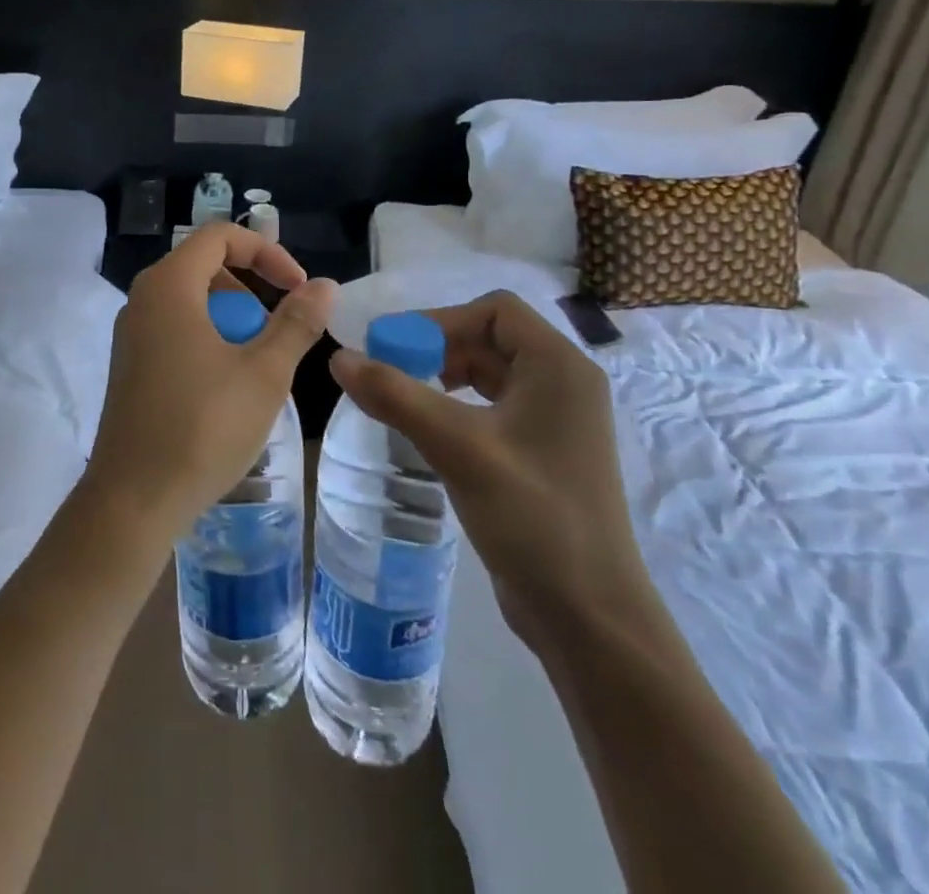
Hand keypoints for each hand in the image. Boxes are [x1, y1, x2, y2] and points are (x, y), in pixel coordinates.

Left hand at [80, 223, 335, 552]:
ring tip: (258, 361)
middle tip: (278, 329)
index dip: (267, 252)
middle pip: (203, 264)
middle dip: (250, 286)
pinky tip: (227, 384)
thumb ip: (297, 323)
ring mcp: (131, 333)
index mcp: (169, 286)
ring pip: (189, 299)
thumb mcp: (264, 373)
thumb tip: (325, 286)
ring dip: (230, 315)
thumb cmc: (203, 427)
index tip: (298, 288)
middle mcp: (142, 299)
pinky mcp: (129, 363)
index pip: (219, 236)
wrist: (133, 498)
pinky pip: (173, 328)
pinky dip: (207, 337)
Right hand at [329, 291, 654, 646]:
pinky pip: (494, 407)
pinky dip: (457, 406)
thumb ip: (396, 396)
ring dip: (444, 376)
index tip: (397, 349)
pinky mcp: (544, 453)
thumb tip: (339, 357)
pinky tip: (430, 431)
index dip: (441, 321)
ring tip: (404, 400)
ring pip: (490, 373)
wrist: (589, 617)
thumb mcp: (458, 447)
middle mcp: (564, 383)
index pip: (495, 310)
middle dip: (437, 349)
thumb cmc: (533, 517)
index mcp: (559, 367)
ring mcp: (557, 421)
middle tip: (389, 374)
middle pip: (490, 338)